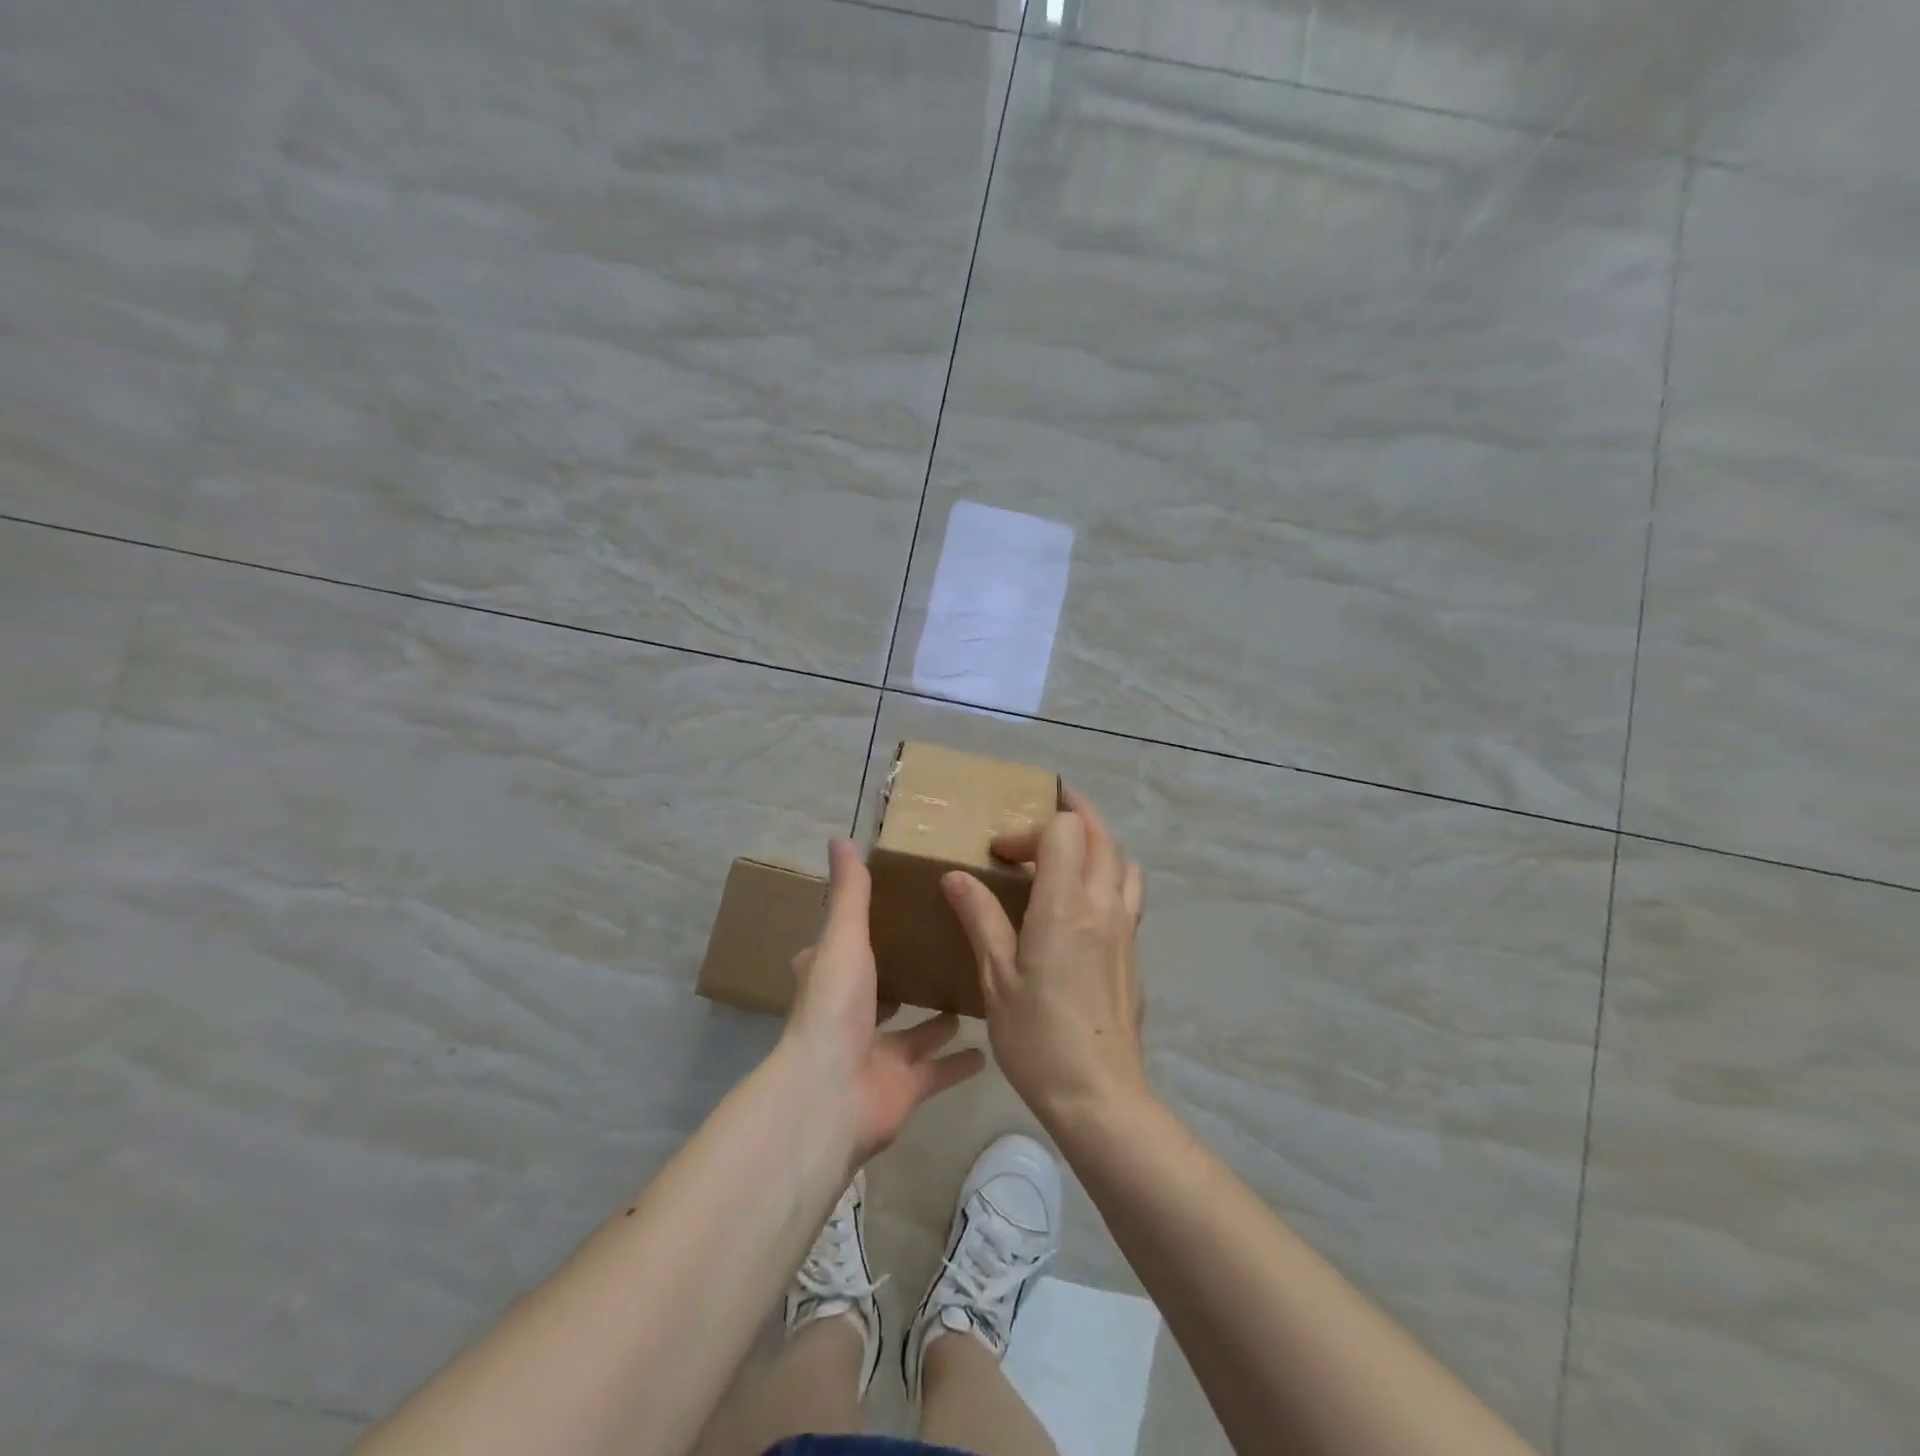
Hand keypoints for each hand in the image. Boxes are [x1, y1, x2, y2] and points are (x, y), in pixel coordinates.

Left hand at [785, 840, 984, 1162]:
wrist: (831, 1095)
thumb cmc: (835, 1008)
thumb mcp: (845, 939)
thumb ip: (850, 893)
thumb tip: (841, 839)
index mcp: (833, 979)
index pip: (842, 949)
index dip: (860, 932)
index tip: (894, 909)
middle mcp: (852, 1016)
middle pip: (881, 991)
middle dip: (906, 975)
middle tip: (946, 947)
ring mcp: (878, 1055)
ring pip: (913, 1032)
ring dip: (937, 1017)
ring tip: (974, 988)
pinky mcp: (904, 1087)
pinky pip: (938, 1071)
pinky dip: (960, 1062)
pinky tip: (990, 1045)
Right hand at [941, 788, 1148, 1129]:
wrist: (1099, 1095)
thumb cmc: (1037, 1037)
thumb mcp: (996, 977)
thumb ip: (980, 918)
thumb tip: (956, 876)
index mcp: (1065, 906)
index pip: (1064, 831)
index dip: (1029, 830)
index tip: (1000, 855)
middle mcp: (1103, 905)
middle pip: (1100, 835)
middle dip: (1073, 814)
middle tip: (1044, 811)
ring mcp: (1125, 928)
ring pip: (1122, 861)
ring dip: (1097, 844)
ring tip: (1067, 853)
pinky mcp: (1133, 951)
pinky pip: (1129, 893)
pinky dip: (1109, 875)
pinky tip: (1084, 903)